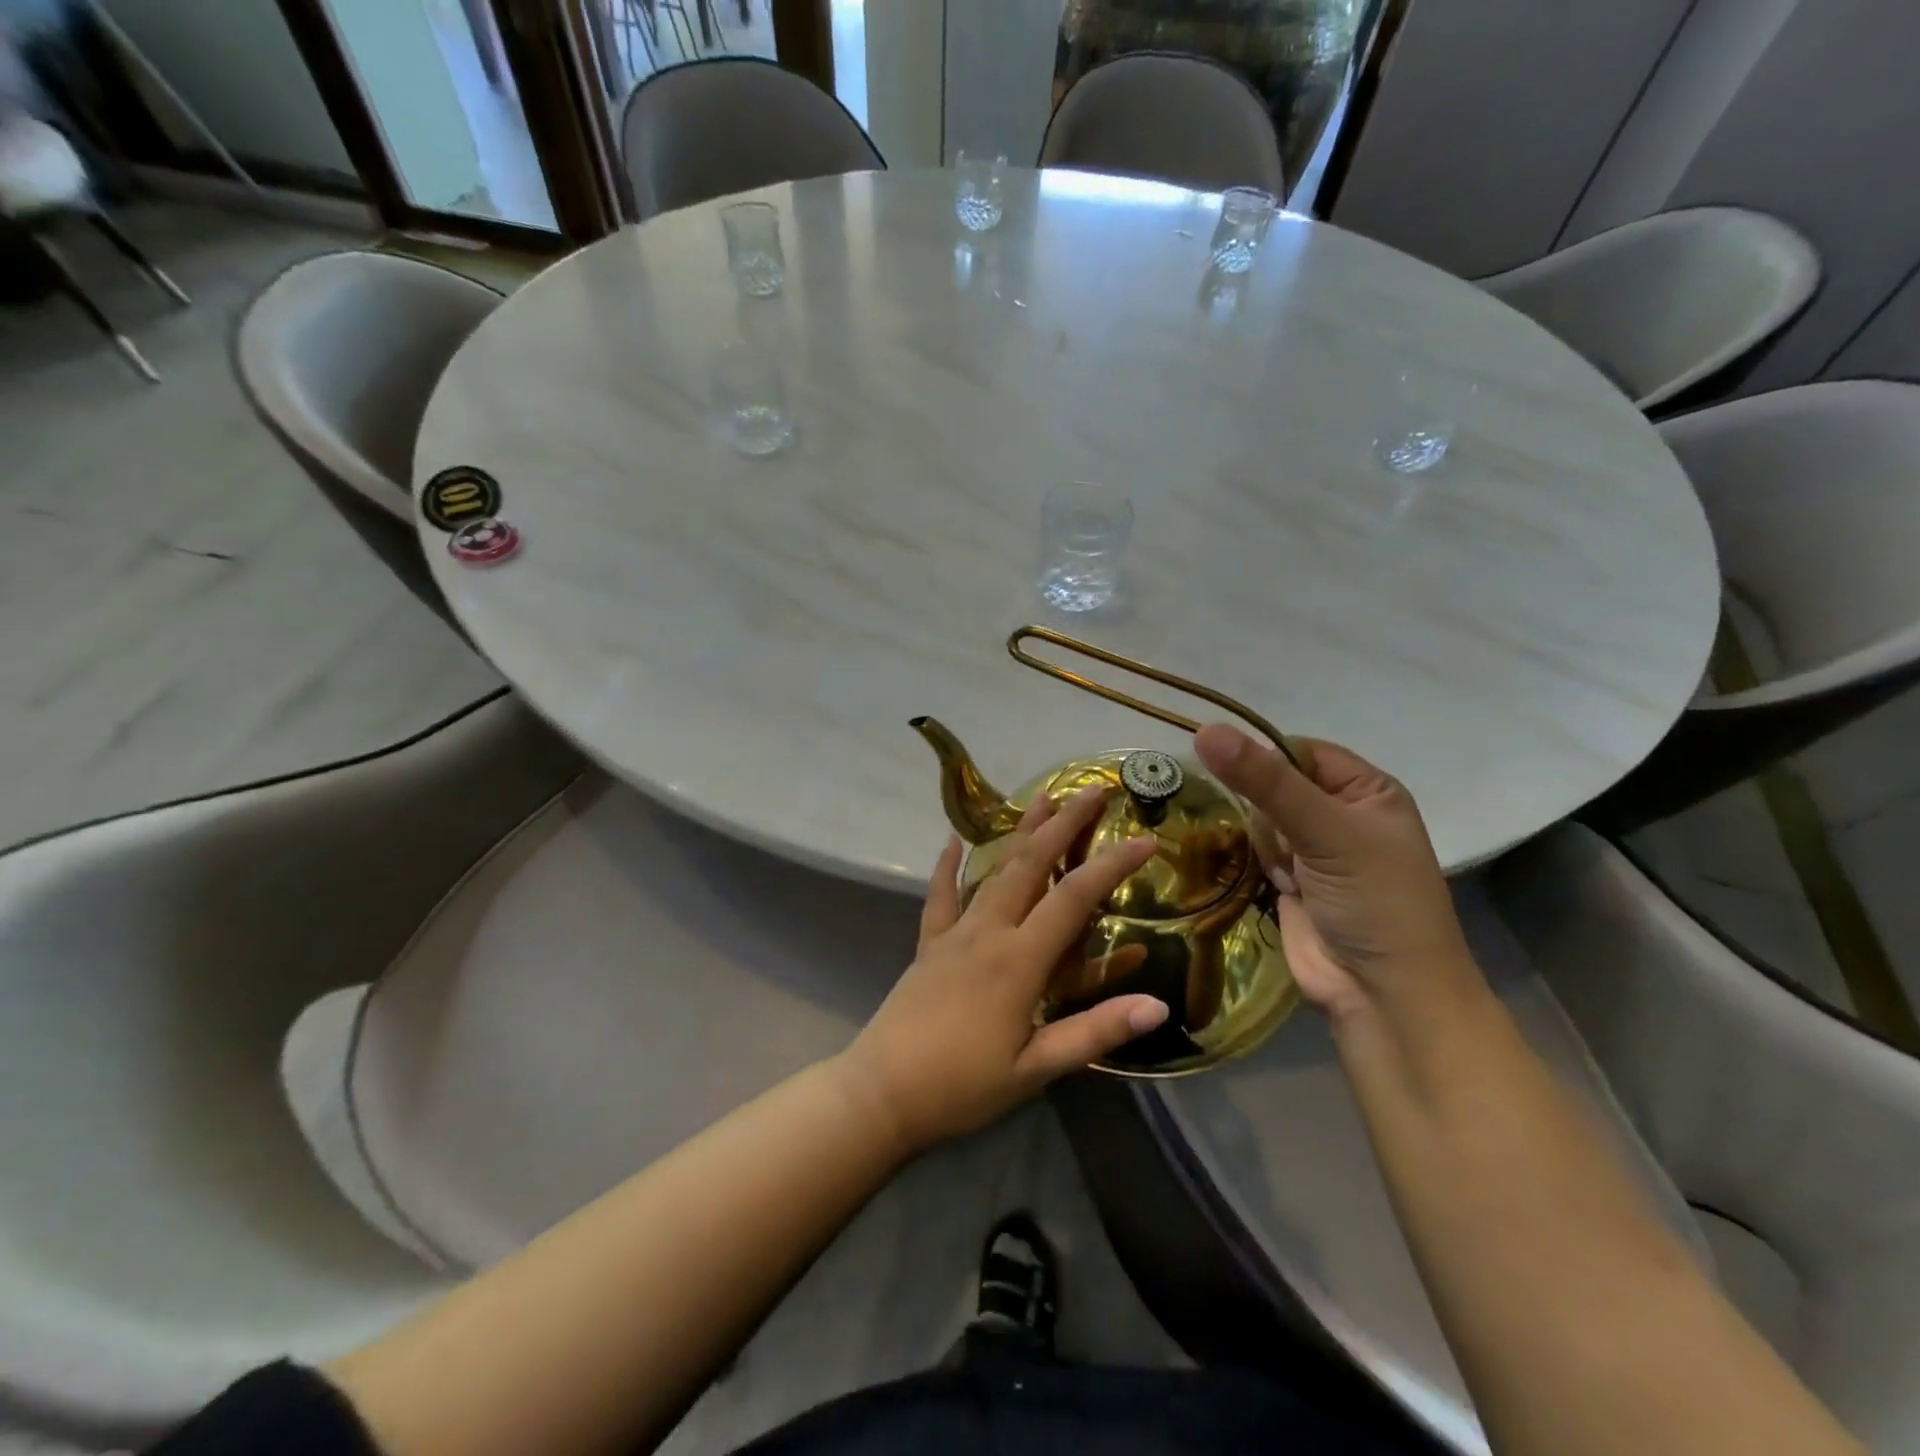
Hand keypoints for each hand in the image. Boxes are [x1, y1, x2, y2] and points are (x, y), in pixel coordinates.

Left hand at [840, 787, 1167, 1152]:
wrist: (882, 1092)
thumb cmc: (963, 1085)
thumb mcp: (1037, 1068)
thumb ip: (1096, 1031)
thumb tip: (1159, 1004)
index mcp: (1020, 960)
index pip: (1075, 897)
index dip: (1112, 865)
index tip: (1145, 840)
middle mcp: (989, 931)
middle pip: (1032, 864)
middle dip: (1065, 823)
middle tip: (1093, 789)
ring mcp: (955, 932)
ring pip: (993, 869)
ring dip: (1021, 830)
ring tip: (1043, 796)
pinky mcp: (929, 943)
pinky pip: (941, 894)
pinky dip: (948, 864)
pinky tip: (952, 837)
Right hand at [1192, 725, 1477, 1021]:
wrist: (1382, 995)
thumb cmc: (1373, 902)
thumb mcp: (1325, 832)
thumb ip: (1265, 782)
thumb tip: (1205, 731)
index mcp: (1366, 790)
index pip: (1298, 750)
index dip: (1264, 759)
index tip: (1229, 770)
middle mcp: (1340, 813)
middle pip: (1273, 785)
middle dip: (1265, 811)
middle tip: (1286, 844)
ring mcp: (1313, 850)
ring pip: (1259, 819)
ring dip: (1264, 843)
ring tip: (1288, 874)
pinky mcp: (1289, 881)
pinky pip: (1254, 852)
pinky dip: (1256, 863)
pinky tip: (1276, 884)